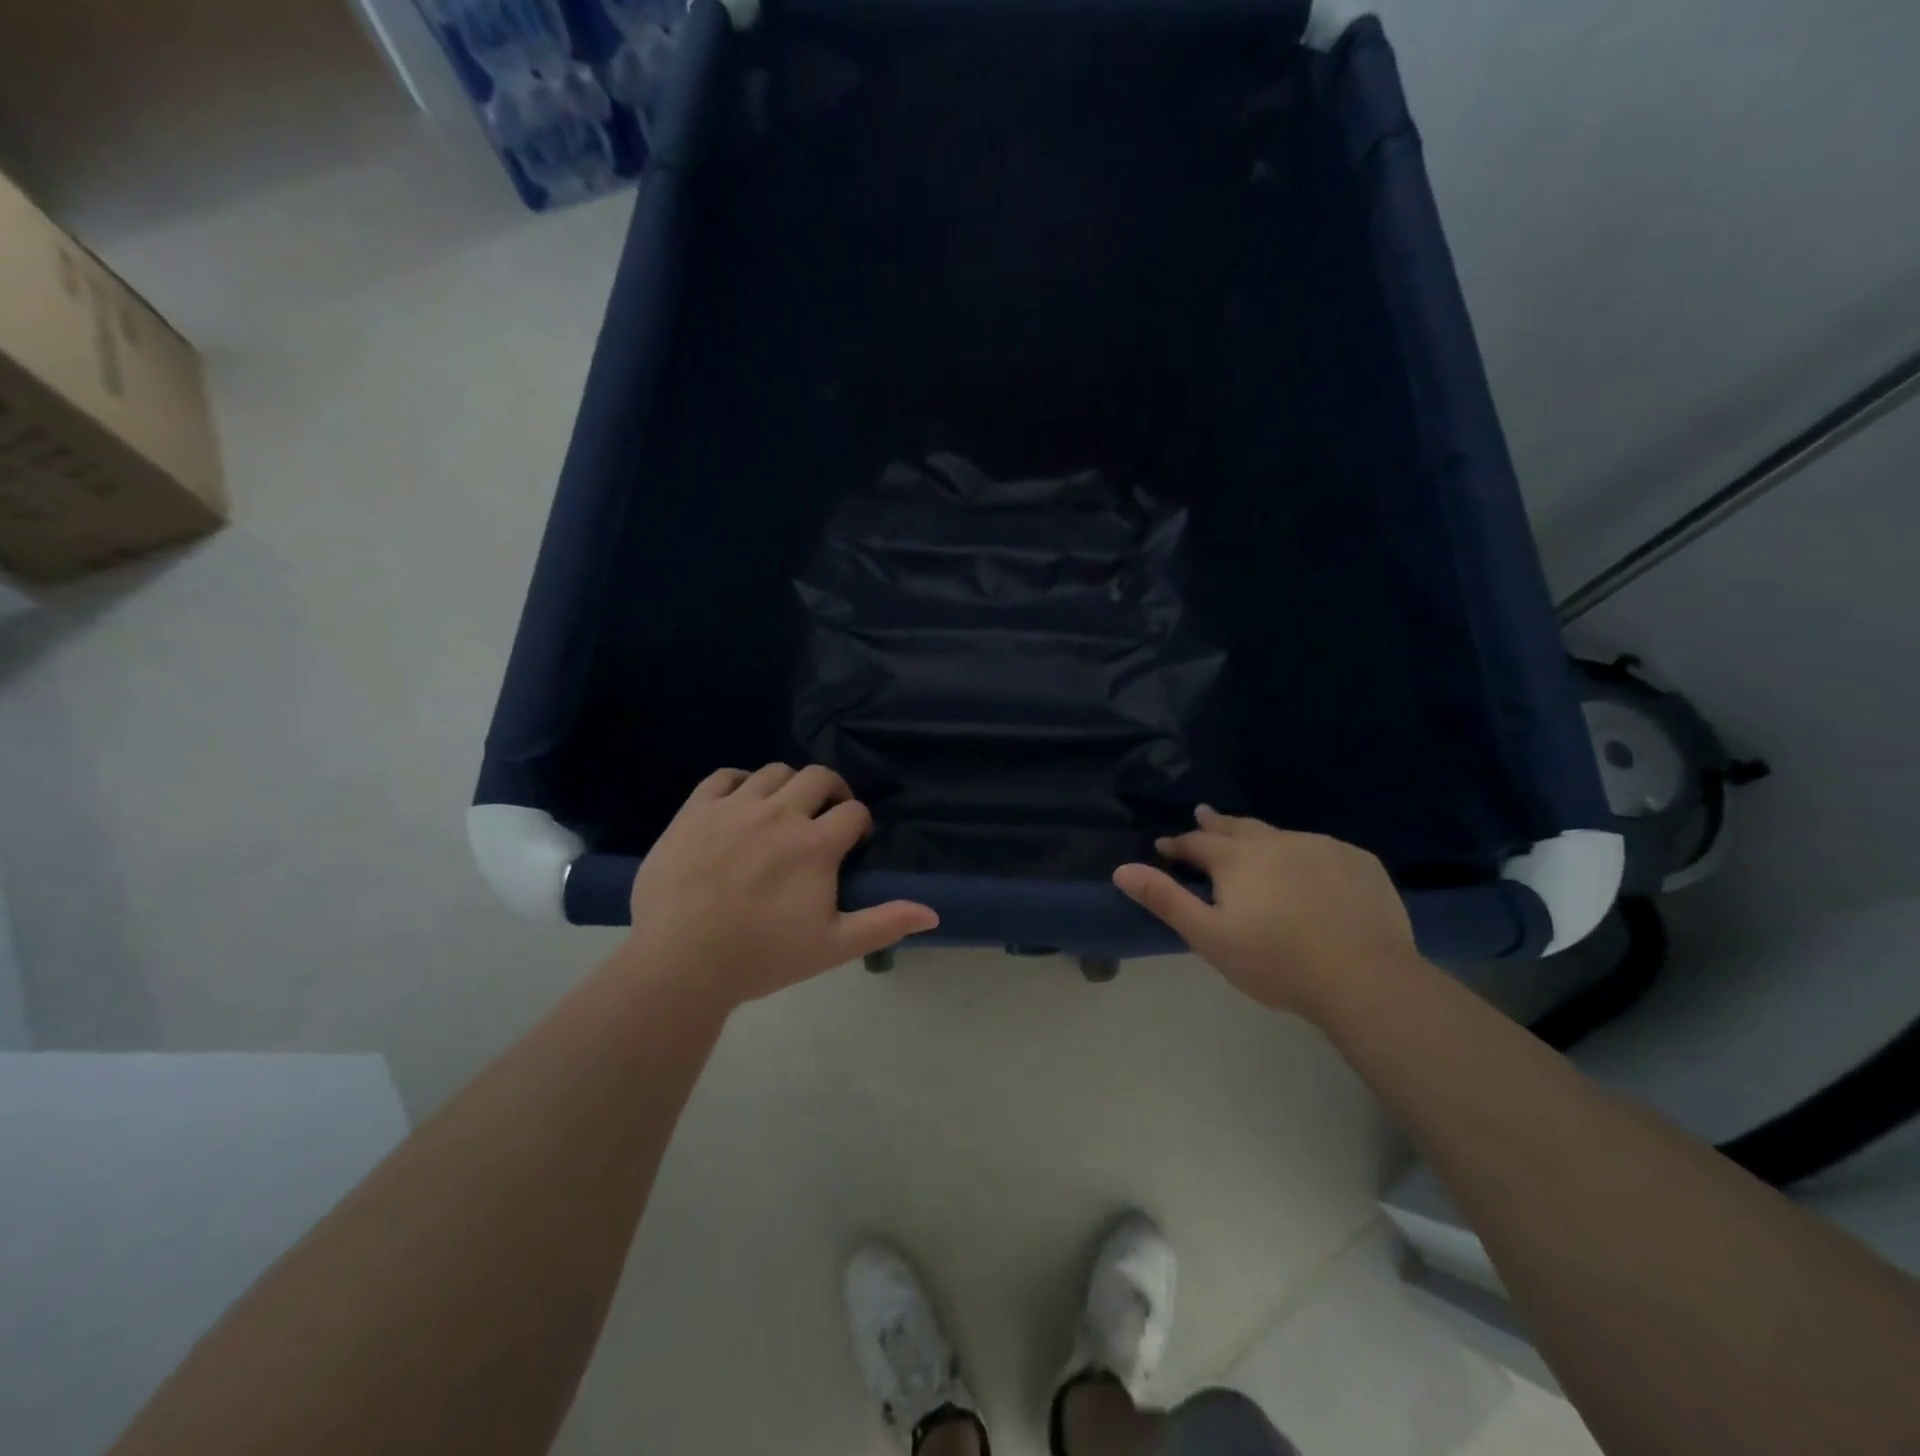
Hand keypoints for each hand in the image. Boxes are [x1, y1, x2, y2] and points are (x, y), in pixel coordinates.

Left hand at [624, 764, 937, 1009]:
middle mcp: (780, 813)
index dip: (860, 824)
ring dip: (789, 786)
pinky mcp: (696, 810)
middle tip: (825, 818)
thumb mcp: (832, 946)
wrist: (680, 964)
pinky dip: (740, 783)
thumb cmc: (762, 957)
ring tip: (784, 811)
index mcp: (815, 844)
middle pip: (819, 777)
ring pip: (774, 772)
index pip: (853, 811)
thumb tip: (933, 913)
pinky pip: (725, 776)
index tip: (853, 843)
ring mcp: (734, 807)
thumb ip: (884, 923)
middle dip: (831, 792)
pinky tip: (741, 805)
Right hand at [1113, 806, 1419, 1017]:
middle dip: (1216, 824)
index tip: (1165, 846)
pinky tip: (1310, 868)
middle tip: (1204, 816)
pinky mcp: (1359, 862)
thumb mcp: (1208, 937)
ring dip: (1260, 837)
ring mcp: (1321, 847)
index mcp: (1237, 858)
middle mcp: (1276, 841)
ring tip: (1254, 842)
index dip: (1177, 844)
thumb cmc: (1275, 962)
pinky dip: (1305, 853)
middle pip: (1238, 827)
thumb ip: (1165, 899)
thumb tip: (1122, 869)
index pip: (1197, 842)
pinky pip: (1322, 848)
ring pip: (1281, 835)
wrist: (1364, 977)